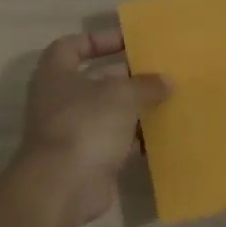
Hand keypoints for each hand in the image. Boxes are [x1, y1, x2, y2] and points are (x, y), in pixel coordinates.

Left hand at [16, 30, 169, 226]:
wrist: (64, 186)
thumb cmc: (87, 124)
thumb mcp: (122, 94)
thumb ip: (146, 84)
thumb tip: (166, 81)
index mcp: (57, 74)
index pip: (72, 45)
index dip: (99, 40)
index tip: (129, 42)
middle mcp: (60, 100)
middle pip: (96, 79)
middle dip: (127, 76)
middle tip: (159, 72)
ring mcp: (72, 131)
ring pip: (108, 112)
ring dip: (135, 108)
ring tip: (168, 100)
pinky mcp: (87, 158)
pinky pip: (115, 141)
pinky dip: (135, 138)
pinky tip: (162, 134)